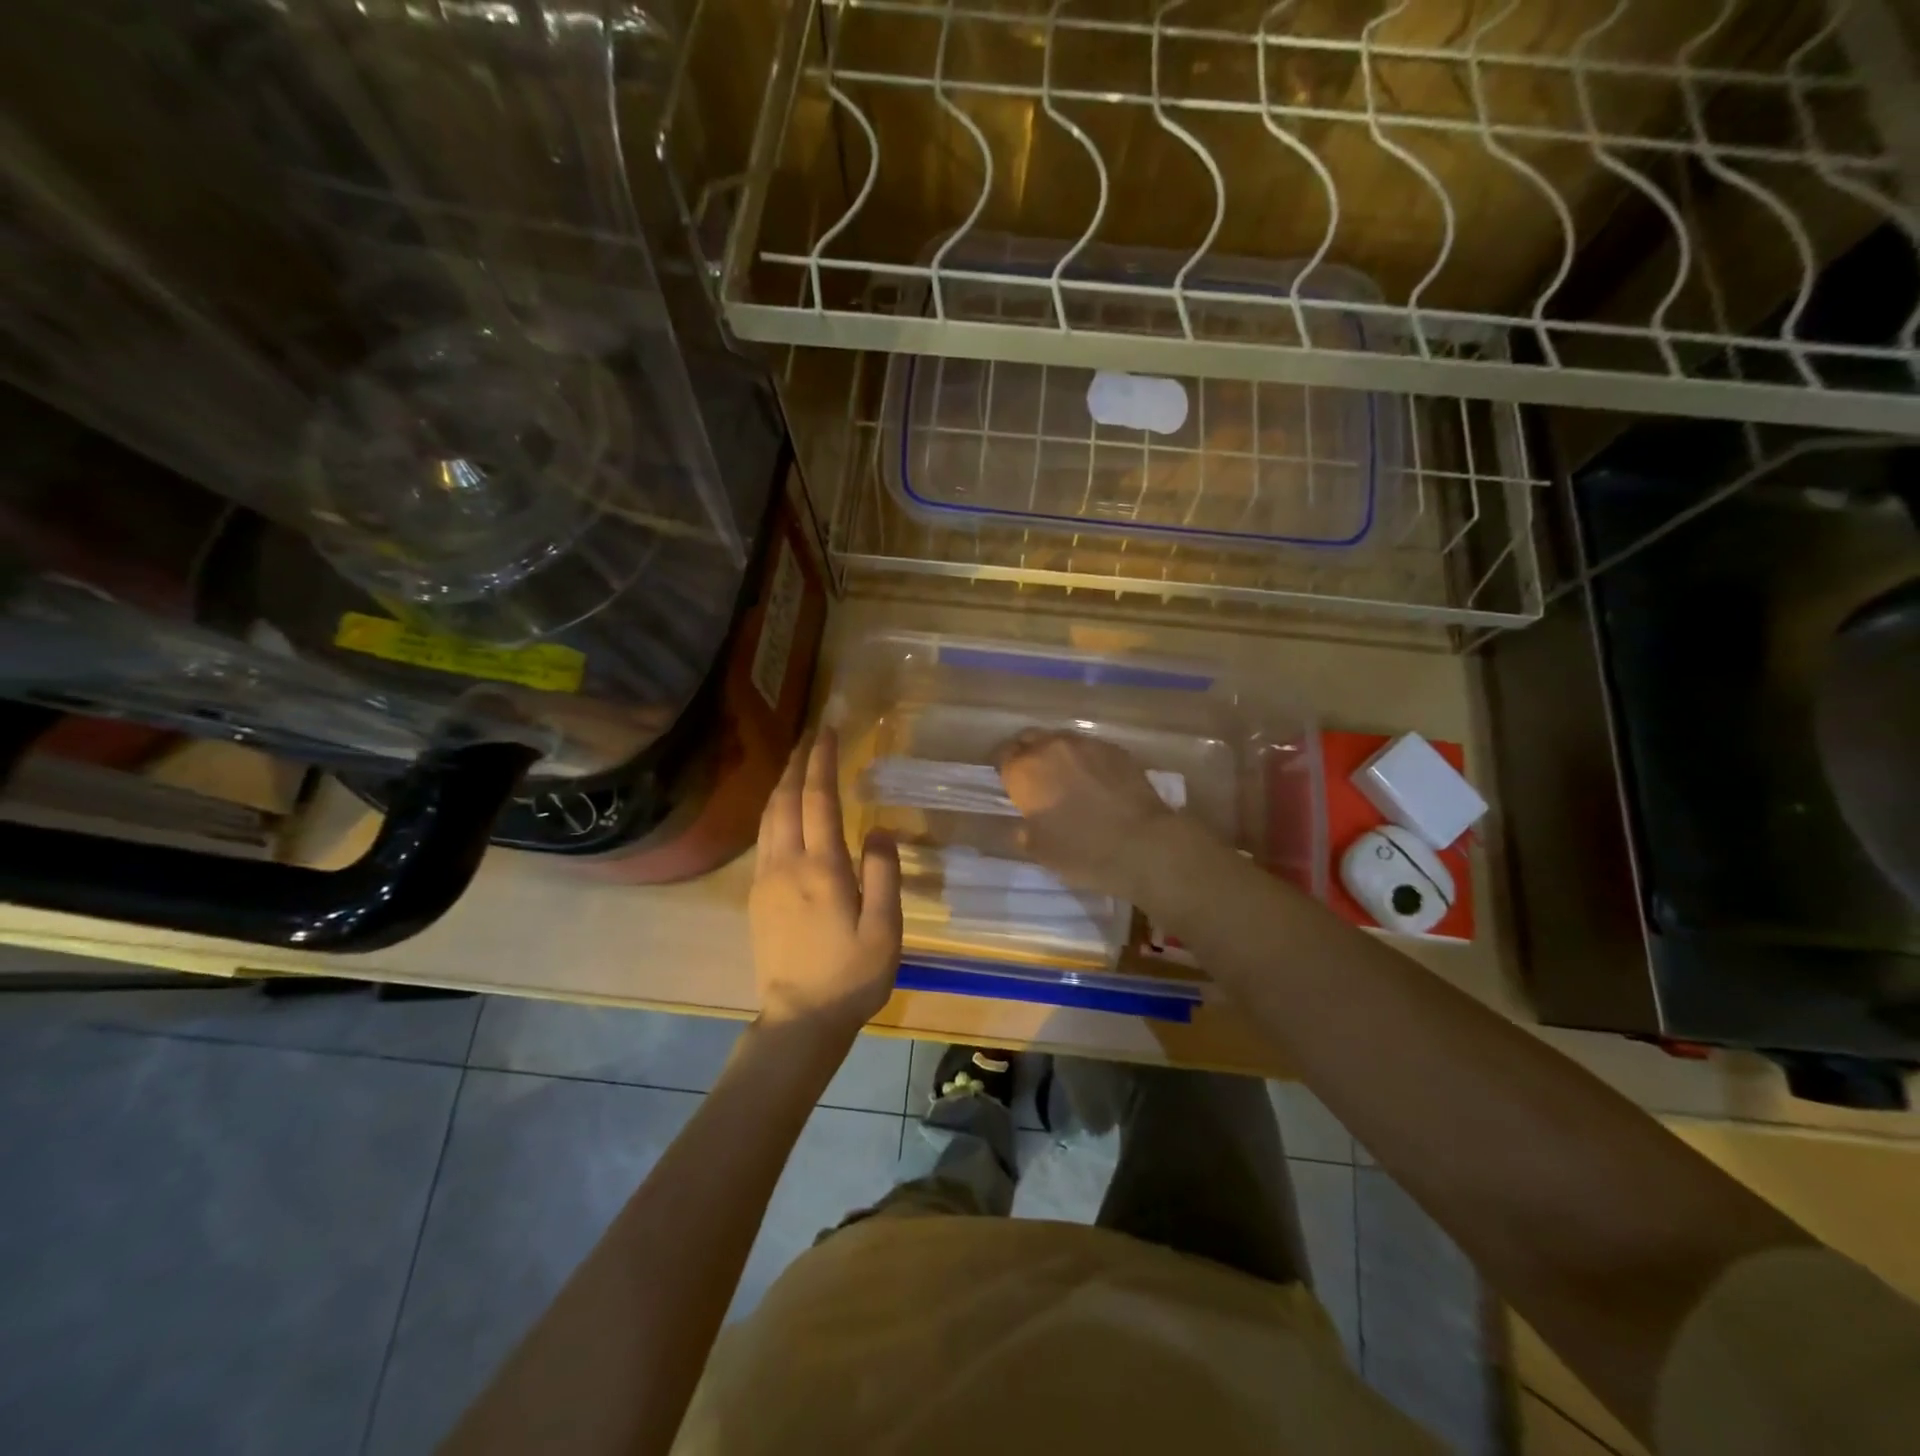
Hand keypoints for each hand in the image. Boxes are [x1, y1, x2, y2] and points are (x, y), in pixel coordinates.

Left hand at [750, 728, 901, 1037]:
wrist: (800, 1019)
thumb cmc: (851, 975)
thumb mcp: (884, 929)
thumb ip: (884, 874)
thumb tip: (882, 829)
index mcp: (822, 868)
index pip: (819, 799)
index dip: (822, 761)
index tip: (828, 729)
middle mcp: (787, 864)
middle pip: (786, 800)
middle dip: (797, 762)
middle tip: (810, 734)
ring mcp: (766, 879)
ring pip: (769, 817)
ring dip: (782, 783)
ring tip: (796, 762)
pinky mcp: (757, 895)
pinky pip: (763, 838)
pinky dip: (774, 810)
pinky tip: (783, 810)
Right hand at [995, 729, 1184, 899]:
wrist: (1142, 844)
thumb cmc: (1082, 851)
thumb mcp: (1040, 851)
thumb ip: (1024, 832)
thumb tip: (1023, 825)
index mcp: (1025, 771)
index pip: (1002, 756)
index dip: (1002, 768)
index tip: (1006, 783)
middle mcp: (1051, 747)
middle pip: (1030, 739)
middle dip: (1027, 754)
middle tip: (1032, 778)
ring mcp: (1086, 744)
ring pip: (1061, 740)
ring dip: (1057, 754)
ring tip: (1065, 777)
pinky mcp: (1115, 749)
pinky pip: (1090, 748)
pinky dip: (1085, 760)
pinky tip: (1094, 780)